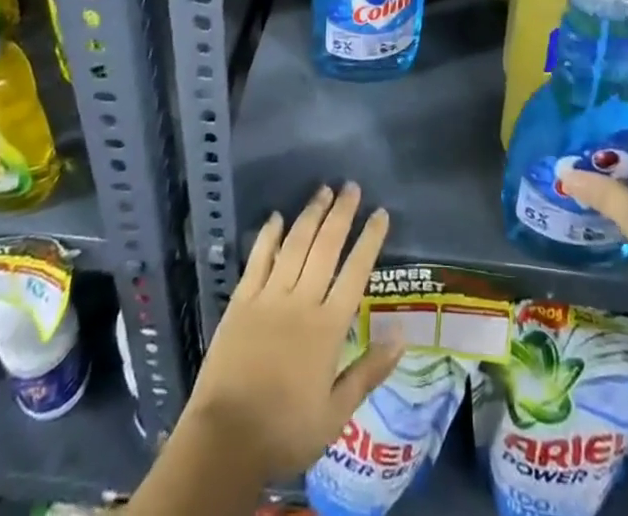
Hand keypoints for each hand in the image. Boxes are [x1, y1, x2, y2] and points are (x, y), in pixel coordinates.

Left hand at [184, 183, 403, 481]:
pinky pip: (257, 259)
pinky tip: (277, 216)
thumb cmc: (285, 431)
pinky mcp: (241, 301)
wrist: (226, 440)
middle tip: (351, 186)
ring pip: (295, 245)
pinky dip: (269, 236)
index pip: (355, 272)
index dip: (370, 240)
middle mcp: (301, 302)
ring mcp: (269, 297)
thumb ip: (368, 372)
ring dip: (311, 214)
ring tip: (323, 190)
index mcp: (328, 328)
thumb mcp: (335, 414)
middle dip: (341, 214)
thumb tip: (402, 336)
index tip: (380, 213)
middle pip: (326, 247)